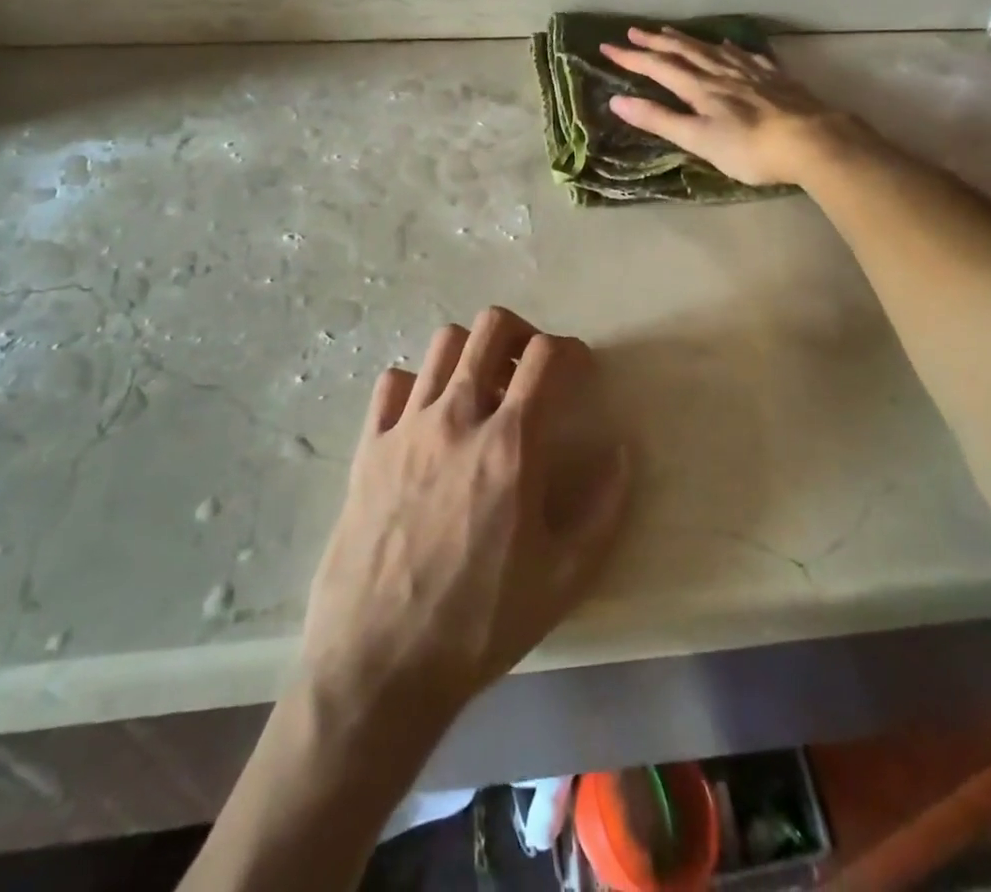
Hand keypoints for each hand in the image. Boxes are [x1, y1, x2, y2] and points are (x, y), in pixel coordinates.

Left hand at [299, 306, 632, 734]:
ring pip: (442, 345)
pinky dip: (418, 384)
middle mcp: (457, 417)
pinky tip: (428, 417)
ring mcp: (406, 426)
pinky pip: (392, 384)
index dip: (572, 351)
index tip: (580, 370)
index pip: (546, 357)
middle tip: (532, 368)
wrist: (378, 664)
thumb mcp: (565, 578)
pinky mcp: (368, 446)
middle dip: (522, 333)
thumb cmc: (479, 623)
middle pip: (490, 327)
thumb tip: (622, 450)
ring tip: (483, 389)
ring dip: (472, 353)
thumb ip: (605, 507)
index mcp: (511, 444)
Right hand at [599, 26, 864, 186]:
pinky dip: (729, 48)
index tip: (606, 46)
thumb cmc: (749, 149)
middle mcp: (721, 73)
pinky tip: (727, 46)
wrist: (812, 141)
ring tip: (670, 31)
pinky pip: (745, 56)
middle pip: (684, 51)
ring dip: (687, 40)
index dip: (631, 57)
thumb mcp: (697, 139)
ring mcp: (750, 72)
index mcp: (699, 88)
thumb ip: (659, 120)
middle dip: (655, 41)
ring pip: (712, 49)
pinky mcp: (774, 78)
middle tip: (633, 30)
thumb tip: (616, 101)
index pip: (658, 67)